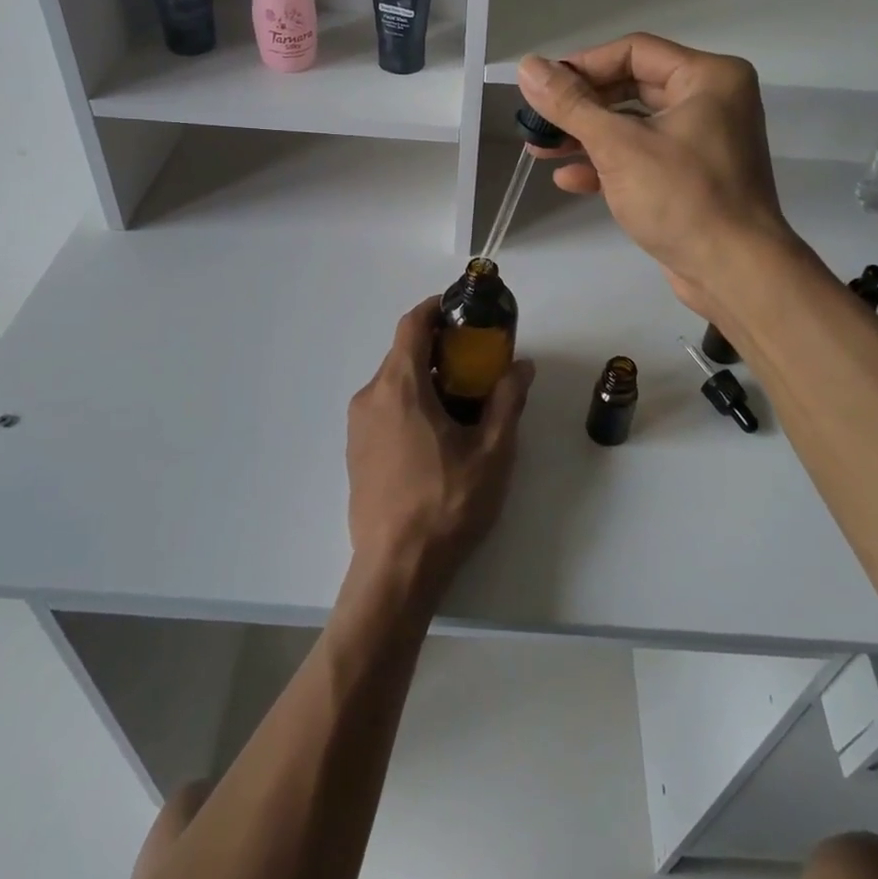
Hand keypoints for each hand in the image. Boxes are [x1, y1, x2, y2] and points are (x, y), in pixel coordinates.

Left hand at [346, 299, 532, 602]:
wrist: (396, 570)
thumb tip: (522, 365)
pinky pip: (383, 408)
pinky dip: (409, 402)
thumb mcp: (492, 451)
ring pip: (393, 382)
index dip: (435, 309)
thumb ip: (508, 400)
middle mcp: (371, 396)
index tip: (461, 312)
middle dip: (439, 348)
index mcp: (400, 386)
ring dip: (425, 378)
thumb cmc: (447, 503)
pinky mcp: (355, 451)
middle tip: (476, 362)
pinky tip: (436, 434)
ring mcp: (357, 425)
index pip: (412, 324)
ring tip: (462, 401)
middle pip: (403, 353)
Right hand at [515, 34, 807, 318]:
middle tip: (537, 120)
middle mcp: (711, 101)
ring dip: (587, 137)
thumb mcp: (618, 146)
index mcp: (708, 77)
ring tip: (540, 149)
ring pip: (634, 125)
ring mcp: (703, 141)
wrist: (735, 273)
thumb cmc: (682, 197)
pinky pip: (644, 156)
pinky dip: (608, 164)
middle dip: (580, 107)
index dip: (583, 65)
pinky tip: (569, 179)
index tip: (542, 87)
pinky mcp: (693, 176)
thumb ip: (570, 105)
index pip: (634, 51)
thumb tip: (527, 66)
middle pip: (632, 87)